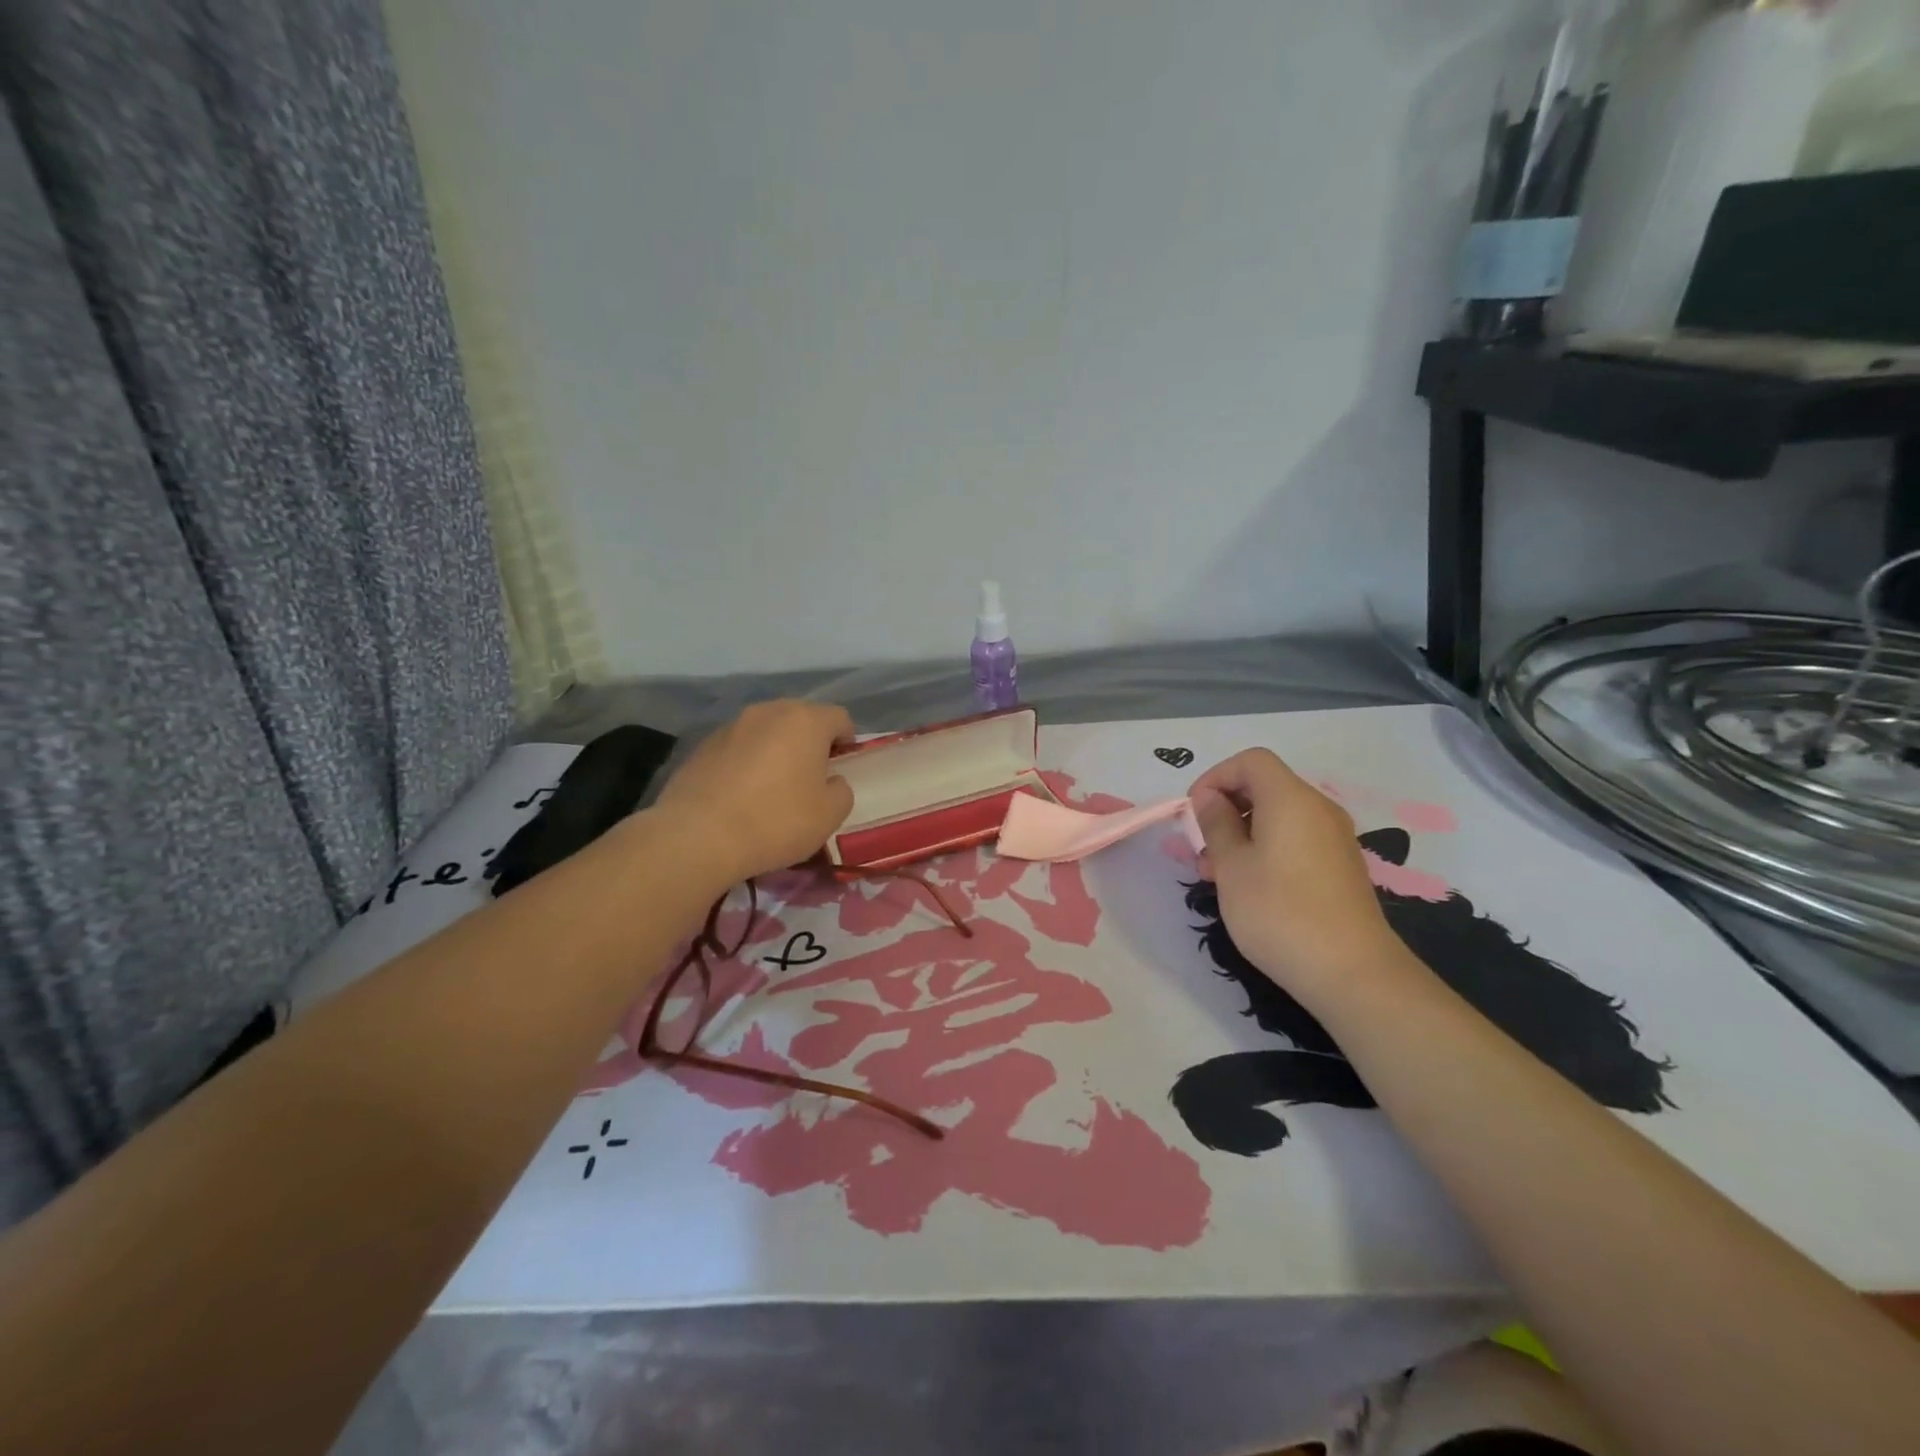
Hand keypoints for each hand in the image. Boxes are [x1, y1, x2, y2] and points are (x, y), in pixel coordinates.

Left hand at [651, 700, 855, 886]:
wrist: (698, 836)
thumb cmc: (776, 821)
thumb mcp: (829, 815)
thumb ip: (841, 791)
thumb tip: (831, 782)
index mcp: (805, 721)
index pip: (839, 717)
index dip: (847, 740)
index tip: (842, 766)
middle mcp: (768, 712)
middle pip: (800, 718)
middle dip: (810, 741)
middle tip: (811, 776)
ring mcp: (732, 726)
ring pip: (767, 731)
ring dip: (776, 749)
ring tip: (774, 785)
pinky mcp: (702, 745)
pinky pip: (738, 747)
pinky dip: (747, 762)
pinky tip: (742, 794)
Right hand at [1188, 748, 1401, 999]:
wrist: (1351, 972)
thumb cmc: (1279, 912)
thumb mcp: (1232, 866)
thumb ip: (1216, 824)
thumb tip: (1210, 798)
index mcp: (1290, 799)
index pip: (1250, 761)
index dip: (1216, 777)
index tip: (1194, 812)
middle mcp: (1318, 809)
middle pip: (1265, 786)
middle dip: (1226, 808)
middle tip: (1202, 848)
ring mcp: (1334, 838)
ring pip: (1278, 816)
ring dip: (1243, 832)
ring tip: (1219, 874)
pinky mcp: (1340, 866)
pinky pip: (1296, 839)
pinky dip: (1267, 848)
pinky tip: (1251, 886)